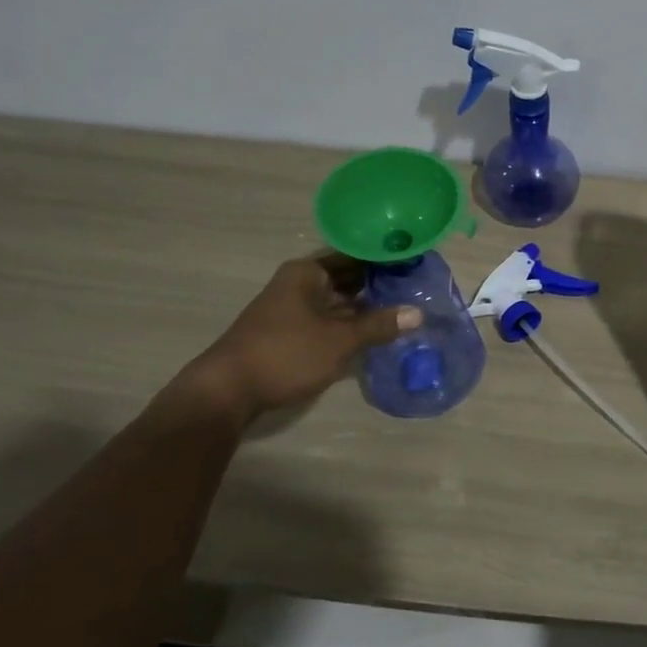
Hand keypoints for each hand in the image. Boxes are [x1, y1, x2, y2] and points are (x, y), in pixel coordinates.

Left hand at [183, 253, 419, 422]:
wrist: (227, 391)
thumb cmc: (285, 353)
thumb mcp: (339, 340)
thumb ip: (379, 325)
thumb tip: (419, 313)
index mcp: (308, 272)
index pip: (355, 254)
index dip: (385, 259)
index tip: (416, 264)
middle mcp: (300, 284)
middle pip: (348, 278)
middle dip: (379, 285)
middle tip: (418, 289)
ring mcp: (293, 309)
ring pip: (339, 301)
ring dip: (366, 308)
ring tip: (406, 310)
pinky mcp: (291, 333)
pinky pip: (329, 320)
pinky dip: (350, 324)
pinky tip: (376, 333)